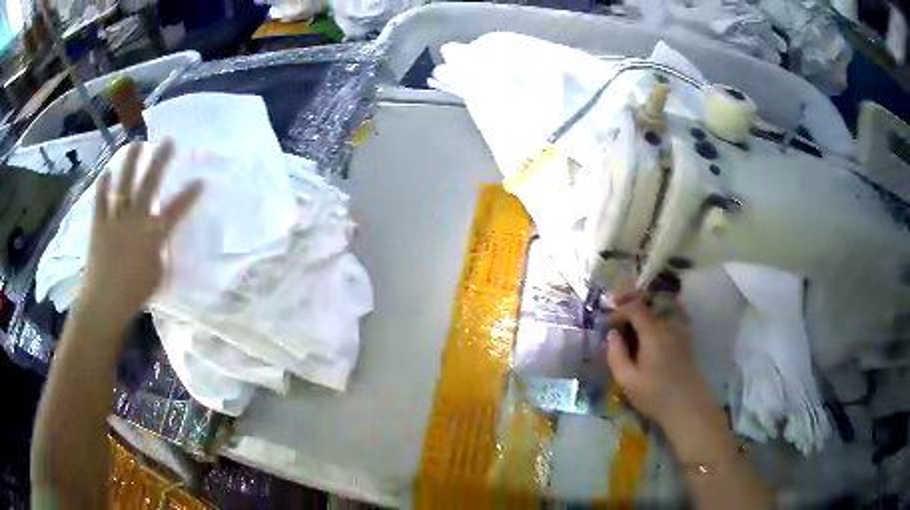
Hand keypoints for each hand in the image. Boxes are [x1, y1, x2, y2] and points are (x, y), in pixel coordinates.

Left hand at [78, 141, 201, 324]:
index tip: (200, 180)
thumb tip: (159, 236)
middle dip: (160, 161)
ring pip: (124, 185)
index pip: (175, 210)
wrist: (105, 301)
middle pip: (150, 184)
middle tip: (168, 141)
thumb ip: (159, 250)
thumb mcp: (156, 274)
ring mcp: (116, 219)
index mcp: (153, 235)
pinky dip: (103, 186)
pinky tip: (106, 173)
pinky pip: (101, 201)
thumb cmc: (135, 293)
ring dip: (131, 162)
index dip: (189, 195)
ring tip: (137, 144)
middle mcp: (136, 219)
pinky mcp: (99, 224)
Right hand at [605, 296, 717, 434]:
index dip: (619, 310)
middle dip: (631, 311)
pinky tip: (651, 337)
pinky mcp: (687, 338)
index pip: (635, 307)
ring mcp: (681, 330)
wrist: (688, 407)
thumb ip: (616, 355)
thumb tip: (612, 334)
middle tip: (618, 325)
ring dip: (646, 315)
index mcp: (653, 332)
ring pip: (661, 311)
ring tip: (633, 330)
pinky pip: (671, 319)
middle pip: (649, 306)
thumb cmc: (655, 396)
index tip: (608, 323)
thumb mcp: (628, 381)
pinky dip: (658, 320)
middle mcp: (669, 324)